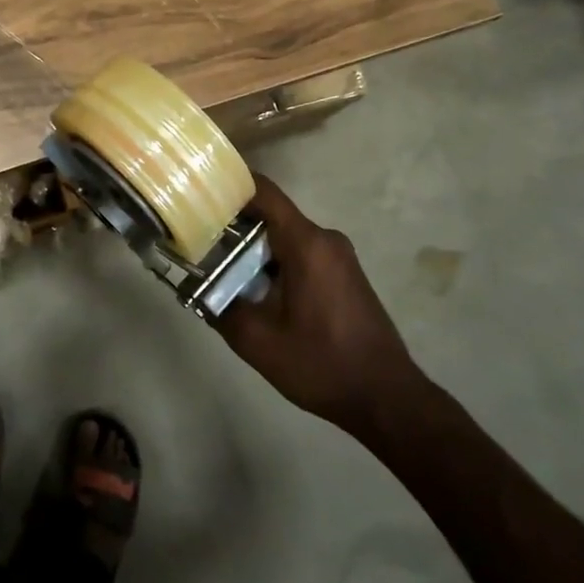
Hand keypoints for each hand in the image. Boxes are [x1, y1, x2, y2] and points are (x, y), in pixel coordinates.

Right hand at [215, 175, 427, 436]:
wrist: (386, 397)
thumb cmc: (322, 364)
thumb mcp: (259, 343)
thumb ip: (221, 309)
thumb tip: (197, 289)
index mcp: (307, 243)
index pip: (263, 192)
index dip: (229, 185)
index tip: (198, 190)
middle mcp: (325, 239)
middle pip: (271, 215)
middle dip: (233, 226)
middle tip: (197, 241)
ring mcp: (338, 256)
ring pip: (284, 237)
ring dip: (253, 249)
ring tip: (217, 269)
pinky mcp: (343, 274)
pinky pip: (301, 253)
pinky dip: (274, 263)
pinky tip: (254, 289)